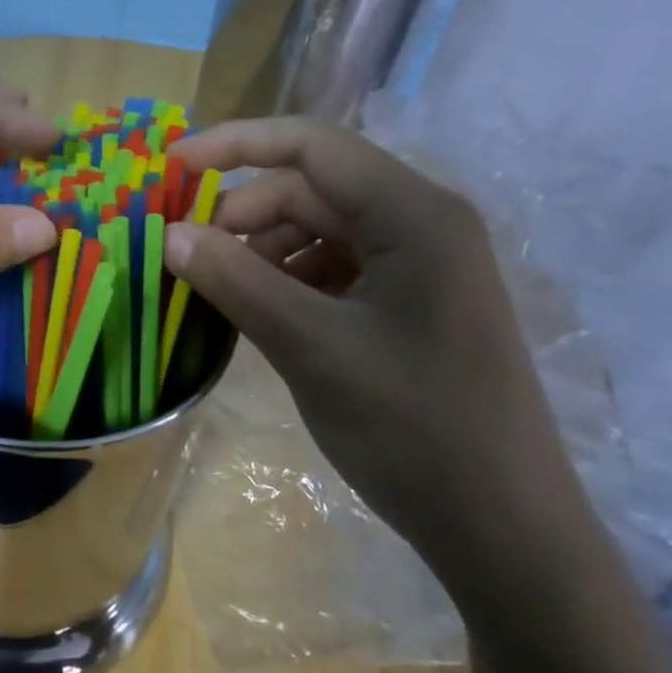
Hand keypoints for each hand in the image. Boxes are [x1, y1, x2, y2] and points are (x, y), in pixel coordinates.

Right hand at [164, 117, 592, 581]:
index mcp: (414, 215)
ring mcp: (416, 267)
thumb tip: (170, 235)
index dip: (234, 145)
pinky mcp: (407, 305)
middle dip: (242, 217)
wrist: (501, 528)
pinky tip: (258, 319)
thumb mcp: (312, 349)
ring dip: (260, 255)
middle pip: (310, 191)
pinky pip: (331, 271)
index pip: (311, 146)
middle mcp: (420, 225)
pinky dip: (286, 284)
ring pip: (316, 233)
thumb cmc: (413, 429)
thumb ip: (237, 282)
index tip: (171, 167)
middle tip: (186, 260)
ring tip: (219, 298)